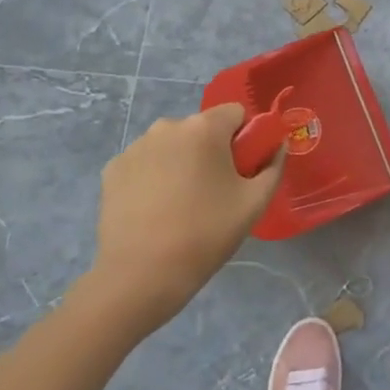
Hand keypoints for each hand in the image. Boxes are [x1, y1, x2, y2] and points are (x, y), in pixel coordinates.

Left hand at [86, 104, 283, 327]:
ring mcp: (135, 147)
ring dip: (181, 161)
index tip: (242, 169)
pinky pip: (145, 162)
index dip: (245, 137)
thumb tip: (277, 147)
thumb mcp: (255, 203)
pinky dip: (153, 176)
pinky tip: (154, 209)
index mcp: (204, 128)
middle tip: (214, 191)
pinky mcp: (113, 169)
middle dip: (211, 150)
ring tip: (181, 204)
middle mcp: (167, 126)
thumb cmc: (205, 234)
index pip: (235, 113)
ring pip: (172, 144)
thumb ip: (273, 166)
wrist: (140, 276)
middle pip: (202, 128)